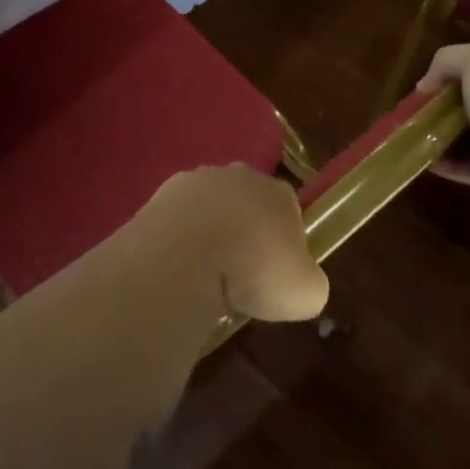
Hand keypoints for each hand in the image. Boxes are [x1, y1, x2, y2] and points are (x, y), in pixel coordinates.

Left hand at [135, 166, 328, 322]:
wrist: (186, 256)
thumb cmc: (255, 270)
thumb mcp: (306, 293)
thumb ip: (309, 282)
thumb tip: (300, 281)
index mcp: (279, 192)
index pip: (289, 209)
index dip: (286, 241)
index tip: (276, 272)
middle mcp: (239, 175)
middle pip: (248, 203)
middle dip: (245, 231)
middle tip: (240, 274)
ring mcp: (196, 180)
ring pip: (209, 207)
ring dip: (209, 232)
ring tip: (205, 274)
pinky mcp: (160, 194)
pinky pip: (177, 218)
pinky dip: (179, 238)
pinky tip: (178, 266)